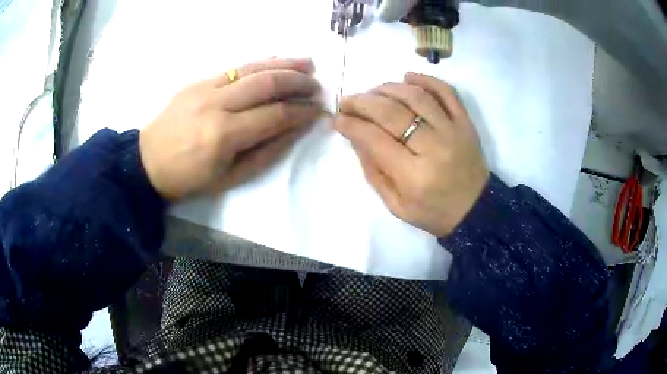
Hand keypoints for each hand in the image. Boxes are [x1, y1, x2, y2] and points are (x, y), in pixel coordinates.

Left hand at [139, 58, 321, 199]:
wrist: (148, 162)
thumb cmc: (189, 178)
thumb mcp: (230, 178)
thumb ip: (266, 152)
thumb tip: (296, 128)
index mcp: (224, 136)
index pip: (275, 114)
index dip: (301, 111)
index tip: (318, 110)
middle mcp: (217, 105)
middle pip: (267, 83)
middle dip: (298, 82)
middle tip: (317, 86)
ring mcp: (205, 88)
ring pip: (252, 68)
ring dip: (284, 64)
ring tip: (307, 63)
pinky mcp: (198, 81)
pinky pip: (234, 67)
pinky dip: (259, 62)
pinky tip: (276, 60)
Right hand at [333, 72, 488, 236]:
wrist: (476, 211)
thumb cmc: (434, 212)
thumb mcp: (396, 205)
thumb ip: (374, 172)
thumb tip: (356, 137)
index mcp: (414, 176)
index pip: (374, 139)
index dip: (351, 125)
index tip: (338, 119)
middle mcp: (434, 148)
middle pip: (392, 112)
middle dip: (363, 102)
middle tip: (348, 102)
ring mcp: (453, 131)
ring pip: (416, 96)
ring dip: (388, 88)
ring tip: (373, 92)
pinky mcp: (466, 122)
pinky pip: (447, 92)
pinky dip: (426, 79)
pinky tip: (407, 77)